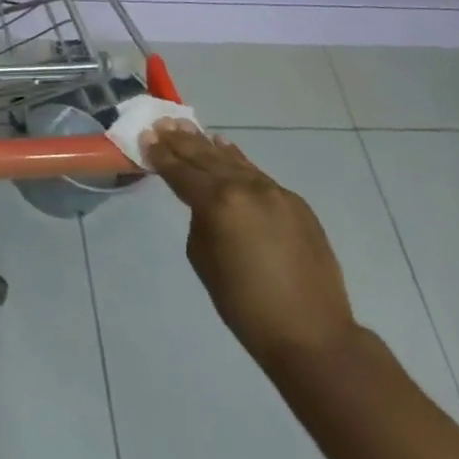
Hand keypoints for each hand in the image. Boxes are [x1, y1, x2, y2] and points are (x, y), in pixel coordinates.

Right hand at [139, 119, 357, 368]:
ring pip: (233, 161)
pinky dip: (237, 160)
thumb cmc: (245, 305)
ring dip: (207, 145)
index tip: (146, 136)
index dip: (161, 155)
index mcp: (219, 203)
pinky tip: (224, 147)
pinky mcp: (295, 203)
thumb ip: (199, 220)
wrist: (312, 335)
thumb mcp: (203, 260)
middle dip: (181, 141)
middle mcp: (246, 187)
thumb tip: (204, 204)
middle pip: (206, 158)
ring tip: (187, 128)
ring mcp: (274, 192)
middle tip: (161, 124)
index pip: (181, 172)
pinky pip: (257, 173)